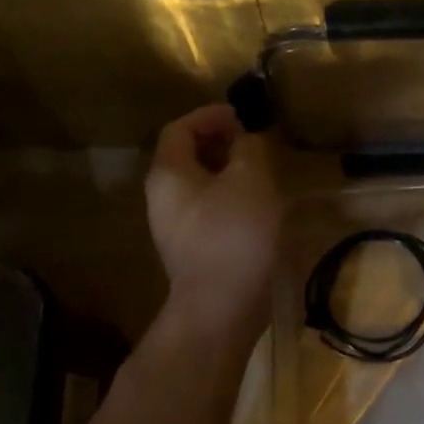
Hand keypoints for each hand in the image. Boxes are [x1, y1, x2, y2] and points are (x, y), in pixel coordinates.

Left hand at [146, 104, 280, 330]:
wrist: (221, 307)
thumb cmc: (234, 234)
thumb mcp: (251, 179)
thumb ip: (249, 149)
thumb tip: (246, 142)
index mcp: (169, 174)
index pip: (179, 129)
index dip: (210, 116)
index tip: (242, 116)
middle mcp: (162, 198)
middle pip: (185, 156)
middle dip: (220, 143)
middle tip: (254, 143)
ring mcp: (174, 228)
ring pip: (198, 186)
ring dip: (227, 172)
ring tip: (261, 173)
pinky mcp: (191, 251)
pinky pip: (207, 210)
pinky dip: (229, 198)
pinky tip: (256, 208)